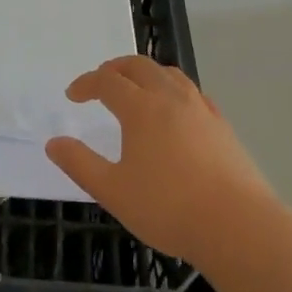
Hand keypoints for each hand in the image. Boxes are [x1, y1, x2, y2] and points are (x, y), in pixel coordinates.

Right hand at [46, 56, 273, 264]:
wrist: (237, 225)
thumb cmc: (168, 208)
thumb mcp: (113, 191)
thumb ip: (80, 164)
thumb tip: (53, 143)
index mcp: (141, 109)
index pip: (107, 82)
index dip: (86, 84)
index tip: (73, 96)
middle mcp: (170, 98)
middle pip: (138, 66)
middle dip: (114, 69)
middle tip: (101, 82)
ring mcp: (200, 108)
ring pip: (168, 73)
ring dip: (145, 73)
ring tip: (136, 88)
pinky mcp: (221, 124)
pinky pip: (192, 91)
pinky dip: (173, 88)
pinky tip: (175, 109)